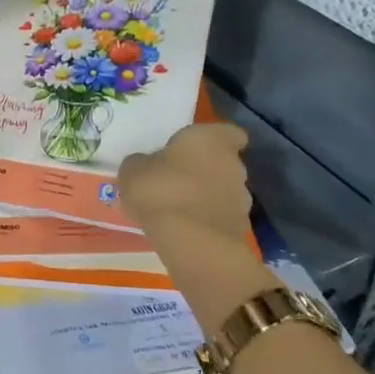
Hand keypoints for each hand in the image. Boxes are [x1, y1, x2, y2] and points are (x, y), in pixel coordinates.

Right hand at [119, 124, 277, 334]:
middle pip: (223, 162)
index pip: (228, 132)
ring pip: (223, 190)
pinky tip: (184, 228)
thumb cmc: (160, 190)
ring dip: (206, 195)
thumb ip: (143, 162)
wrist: (191, 242)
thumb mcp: (133, 170)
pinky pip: (220, 216)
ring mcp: (241, 198)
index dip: (215, 138)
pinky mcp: (240, 227)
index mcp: (210, 139)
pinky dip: (206, 219)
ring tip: (178, 208)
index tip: (196, 147)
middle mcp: (234, 164)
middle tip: (176, 178)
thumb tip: (147, 164)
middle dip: (204, 169)